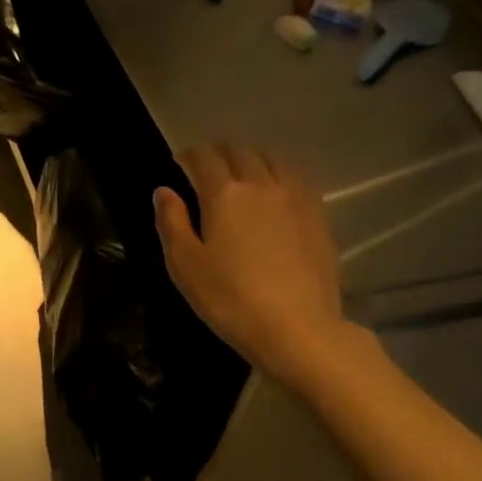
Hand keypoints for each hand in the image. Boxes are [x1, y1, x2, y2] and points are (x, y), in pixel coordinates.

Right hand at [154, 145, 343, 379]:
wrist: (298, 329)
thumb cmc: (230, 300)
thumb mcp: (185, 266)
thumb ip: (172, 222)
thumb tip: (164, 191)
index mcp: (224, 194)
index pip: (204, 158)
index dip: (189, 156)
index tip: (180, 164)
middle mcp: (261, 184)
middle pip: (240, 151)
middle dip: (219, 153)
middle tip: (207, 168)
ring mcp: (295, 197)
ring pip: (272, 159)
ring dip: (252, 159)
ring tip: (242, 175)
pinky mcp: (318, 216)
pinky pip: (296, 179)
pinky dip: (278, 175)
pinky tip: (275, 193)